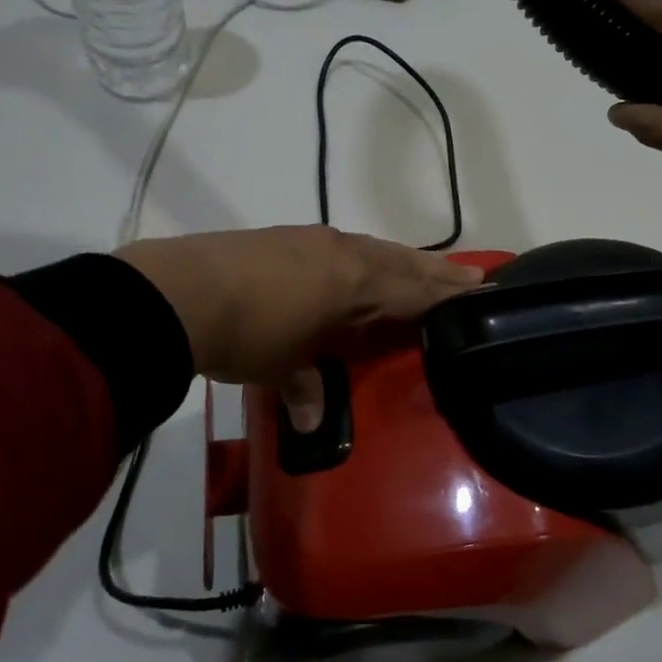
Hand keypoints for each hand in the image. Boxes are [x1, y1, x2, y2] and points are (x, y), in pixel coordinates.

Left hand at [116, 226, 482, 384]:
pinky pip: (343, 245)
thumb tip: (313, 424)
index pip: (415, 292)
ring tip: (423, 267)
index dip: (447, 296)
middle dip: (438, 272)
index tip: (480, 293)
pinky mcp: (285, 236)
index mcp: (357, 284)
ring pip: (375, 249)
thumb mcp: (282, 368)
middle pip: (404, 263)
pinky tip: (357, 261)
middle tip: (473, 276)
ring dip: (403, 260)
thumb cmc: (247, 335)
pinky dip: (365, 255)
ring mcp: (314, 240)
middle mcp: (345, 254)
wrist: (180, 292)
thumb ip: (306, 389)